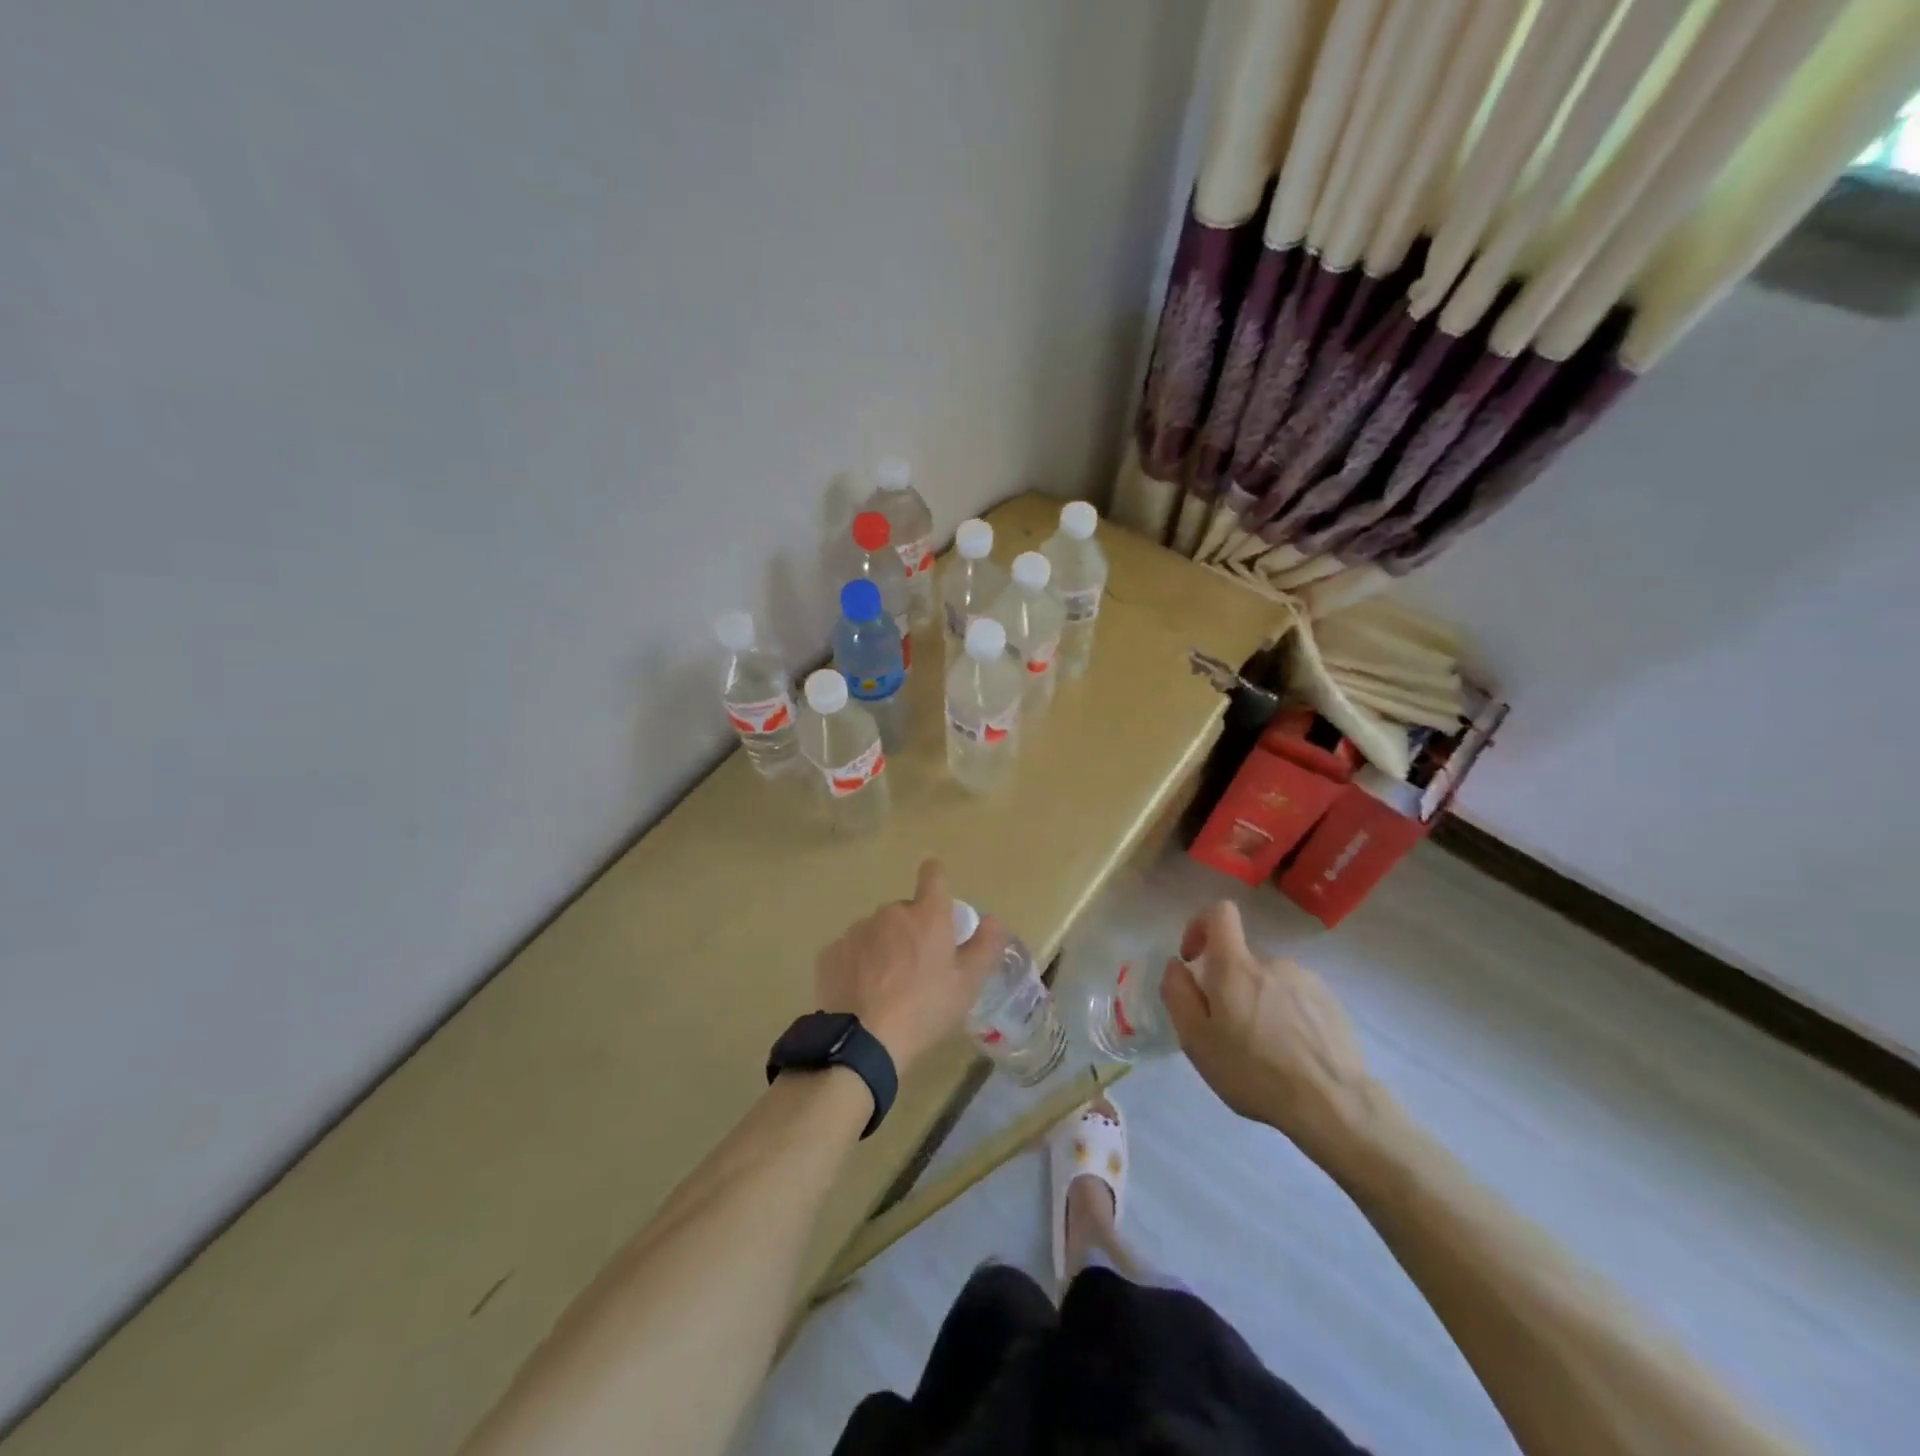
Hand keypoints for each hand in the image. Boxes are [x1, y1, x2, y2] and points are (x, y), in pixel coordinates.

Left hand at [815, 860, 1005, 1074]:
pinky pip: (851, 951)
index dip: (935, 876)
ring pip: (876, 931)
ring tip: (887, 986)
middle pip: (904, 911)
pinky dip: (858, 965)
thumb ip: (985, 946)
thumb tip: (994, 919)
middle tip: (918, 967)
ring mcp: (857, 930)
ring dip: (884, 947)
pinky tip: (862, 994)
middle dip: (911, 930)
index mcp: (926, 915)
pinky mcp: (831, 952)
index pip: (933, 875)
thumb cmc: (925, 1008)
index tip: (936, 888)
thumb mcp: (968, 983)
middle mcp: (890, 913)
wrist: (864, 1039)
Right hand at [1160, 900, 1375, 1157]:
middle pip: (1242, 959)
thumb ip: (1178, 994)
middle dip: (1230, 985)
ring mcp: (1306, 981)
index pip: (1220, 912)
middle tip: (1229, 1031)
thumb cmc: (1253, 1072)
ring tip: (1265, 1049)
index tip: (1194, 959)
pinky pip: (1297, 998)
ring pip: (1270, 982)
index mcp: (1236, 966)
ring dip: (1260, 1003)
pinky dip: (1287, 1016)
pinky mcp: (1332, 1003)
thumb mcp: (1196, 1041)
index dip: (1201, 925)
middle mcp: (1272, 962)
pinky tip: (1293, 1053)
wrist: (1333, 1105)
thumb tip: (1176, 964)